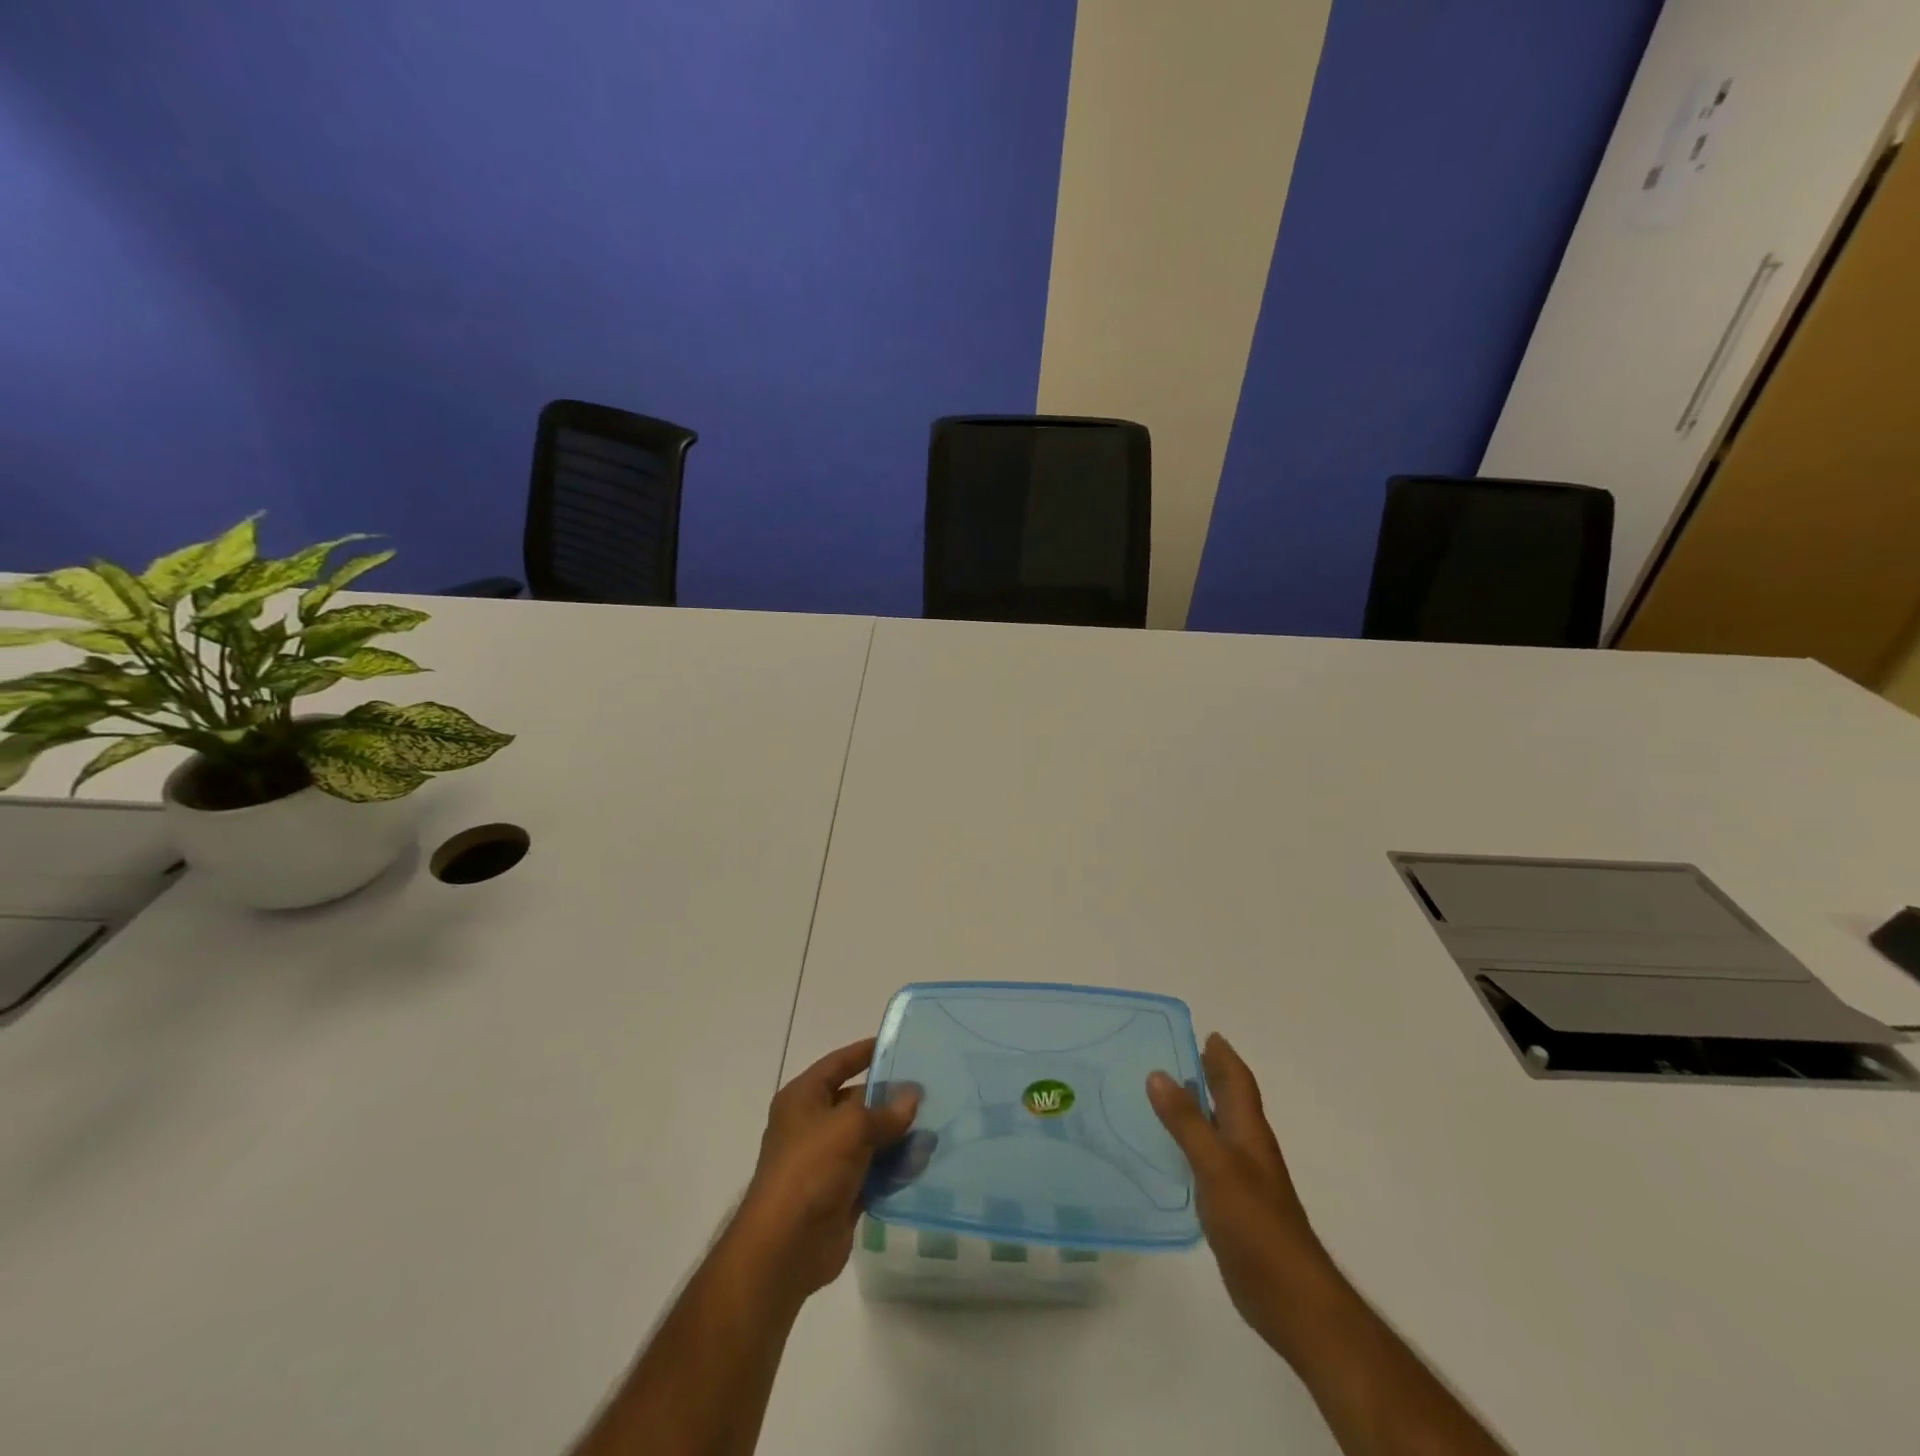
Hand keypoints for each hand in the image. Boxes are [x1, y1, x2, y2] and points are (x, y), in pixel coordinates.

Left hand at [729, 1038, 918, 1308]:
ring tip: (934, 1129)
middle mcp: (812, 1126)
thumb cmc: (810, 1168)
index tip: (896, 1045)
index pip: (837, 1065)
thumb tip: (913, 1097)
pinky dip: (894, 1169)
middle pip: (856, 1103)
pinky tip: (922, 1163)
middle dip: (889, 1100)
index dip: (864, 1053)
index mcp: (803, 1099)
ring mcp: (826, 1162)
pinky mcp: (841, 1194)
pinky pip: (873, 1173)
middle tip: (929, 1093)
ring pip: (868, 1140)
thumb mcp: (850, 1127)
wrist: (785, 1247)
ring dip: (897, 1137)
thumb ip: (885, 1111)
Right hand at [1148, 1033, 1336, 1357]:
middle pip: (1229, 1101)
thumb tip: (1157, 1073)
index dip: (1223, 1057)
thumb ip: (1186, 1122)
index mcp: (1249, 1132)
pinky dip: (1189, 1144)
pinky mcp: (1231, 1208)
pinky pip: (1206, 1161)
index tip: (1205, 1033)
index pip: (1237, 1082)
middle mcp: (1247, 1149)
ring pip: (1217, 1129)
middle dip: (1209, 1076)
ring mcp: (1241, 1180)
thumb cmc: (1256, 1224)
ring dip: (1197, 1108)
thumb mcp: (1216, 1166)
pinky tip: (1168, 1151)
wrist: (1289, 1297)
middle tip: (1174, 1054)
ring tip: (1162, 1094)